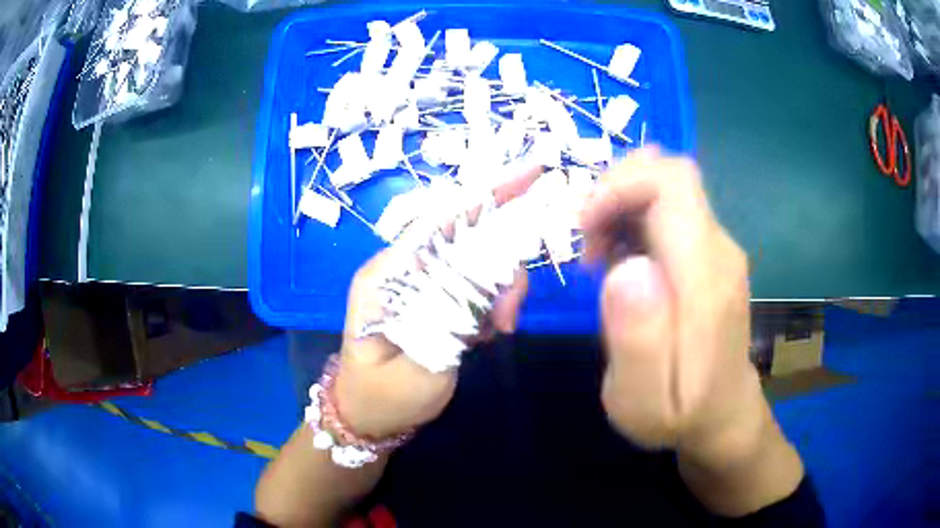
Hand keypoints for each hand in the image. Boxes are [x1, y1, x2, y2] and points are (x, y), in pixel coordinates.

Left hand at [333, 172, 537, 439]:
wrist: (365, 416)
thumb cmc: (384, 399)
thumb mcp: (420, 372)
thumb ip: (453, 323)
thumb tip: (489, 286)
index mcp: (387, 275)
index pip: (441, 219)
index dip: (487, 193)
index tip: (532, 173)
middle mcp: (401, 266)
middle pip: (466, 236)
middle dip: (501, 264)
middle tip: (509, 314)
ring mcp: (417, 280)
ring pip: (475, 261)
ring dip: (498, 290)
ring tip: (496, 331)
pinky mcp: (431, 296)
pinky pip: (472, 283)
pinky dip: (490, 303)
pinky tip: (482, 334)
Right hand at [581, 149, 764, 464]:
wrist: (723, 414)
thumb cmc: (679, 415)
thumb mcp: (644, 401)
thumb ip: (639, 340)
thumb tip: (627, 268)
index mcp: (706, 279)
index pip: (672, 184)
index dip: (620, 185)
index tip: (585, 228)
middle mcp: (718, 250)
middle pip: (668, 174)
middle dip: (614, 192)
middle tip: (588, 248)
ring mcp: (717, 249)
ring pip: (665, 188)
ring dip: (620, 206)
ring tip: (599, 259)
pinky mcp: (709, 254)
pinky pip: (668, 211)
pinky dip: (632, 219)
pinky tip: (619, 261)